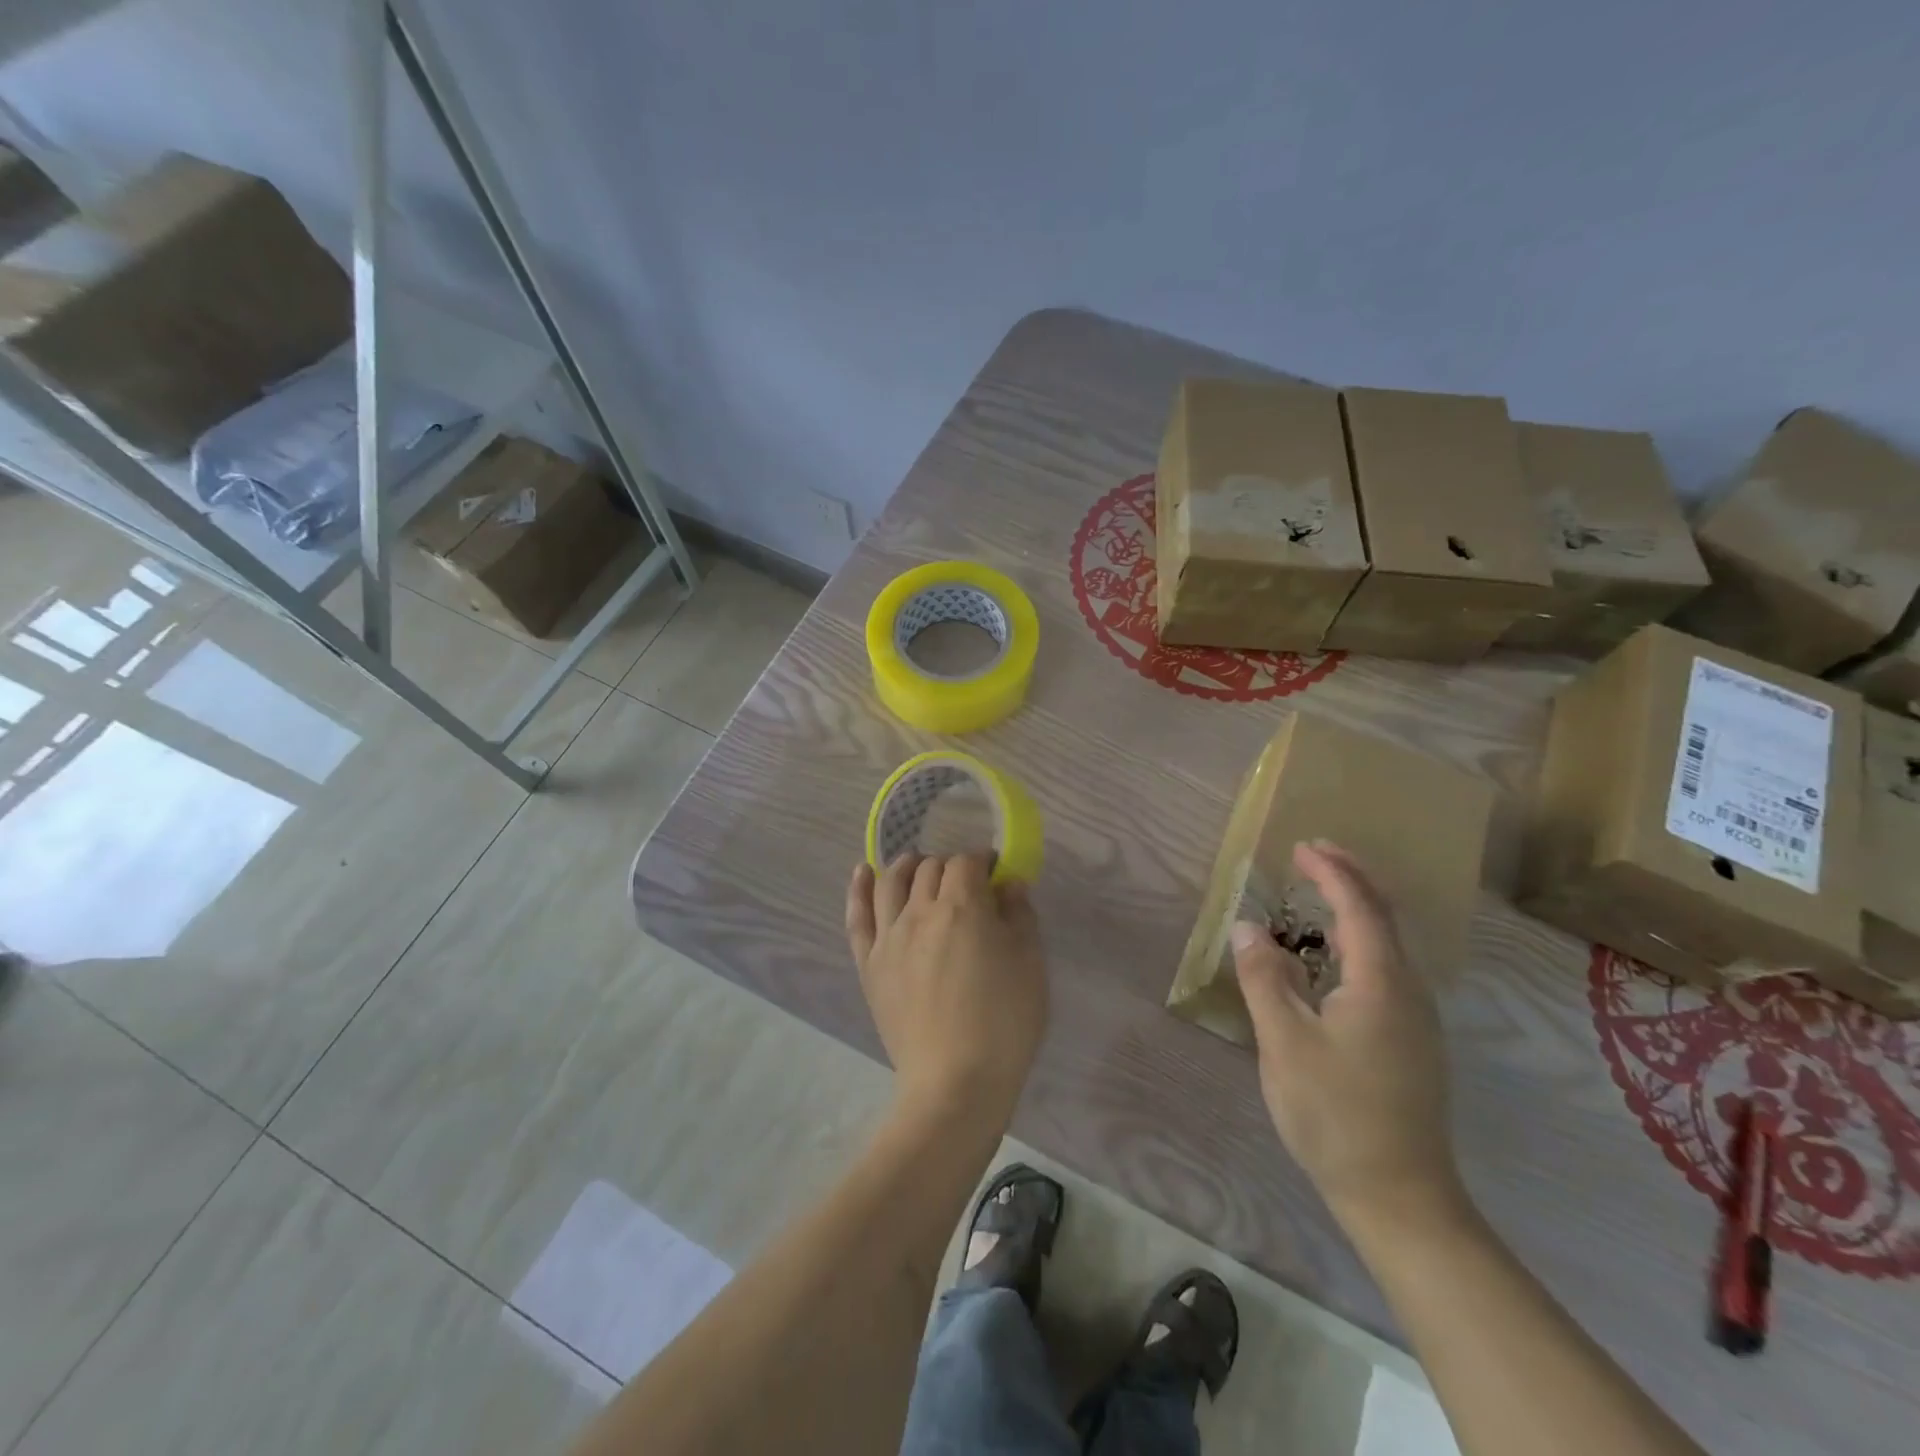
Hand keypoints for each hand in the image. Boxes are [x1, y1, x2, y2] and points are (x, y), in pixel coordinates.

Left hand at [846, 854, 1047, 1124]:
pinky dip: (859, 890)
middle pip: (930, 868)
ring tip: (918, 866)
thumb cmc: (1004, 1023)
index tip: (996, 876)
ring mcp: (889, 937)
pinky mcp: (869, 964)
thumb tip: (1008, 883)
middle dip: (951, 867)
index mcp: (963, 906)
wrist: (955, 1083)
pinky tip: (862, 873)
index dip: (983, 861)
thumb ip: (1020, 915)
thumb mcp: (1030, 964)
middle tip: (967, 886)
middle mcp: (920, 911)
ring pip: (891, 882)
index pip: (967, 862)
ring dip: (907, 866)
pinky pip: (858, 917)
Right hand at [1233, 841, 1465, 1226]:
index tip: (1301, 846)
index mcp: (1382, 984)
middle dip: (1351, 879)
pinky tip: (1331, 960)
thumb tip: (1248, 927)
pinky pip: (1386, 970)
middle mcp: (1408, 992)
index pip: (1360, 908)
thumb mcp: (1285, 1043)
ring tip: (1316, 898)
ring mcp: (1416, 1020)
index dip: (1332, 872)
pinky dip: (1357, 943)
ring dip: (1354, 911)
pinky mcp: (1411, 1042)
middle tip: (1313, 855)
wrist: (1400, 1197)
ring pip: (1388, 946)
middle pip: (1384, 918)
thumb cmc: (1336, 1114)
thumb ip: (1264, 978)